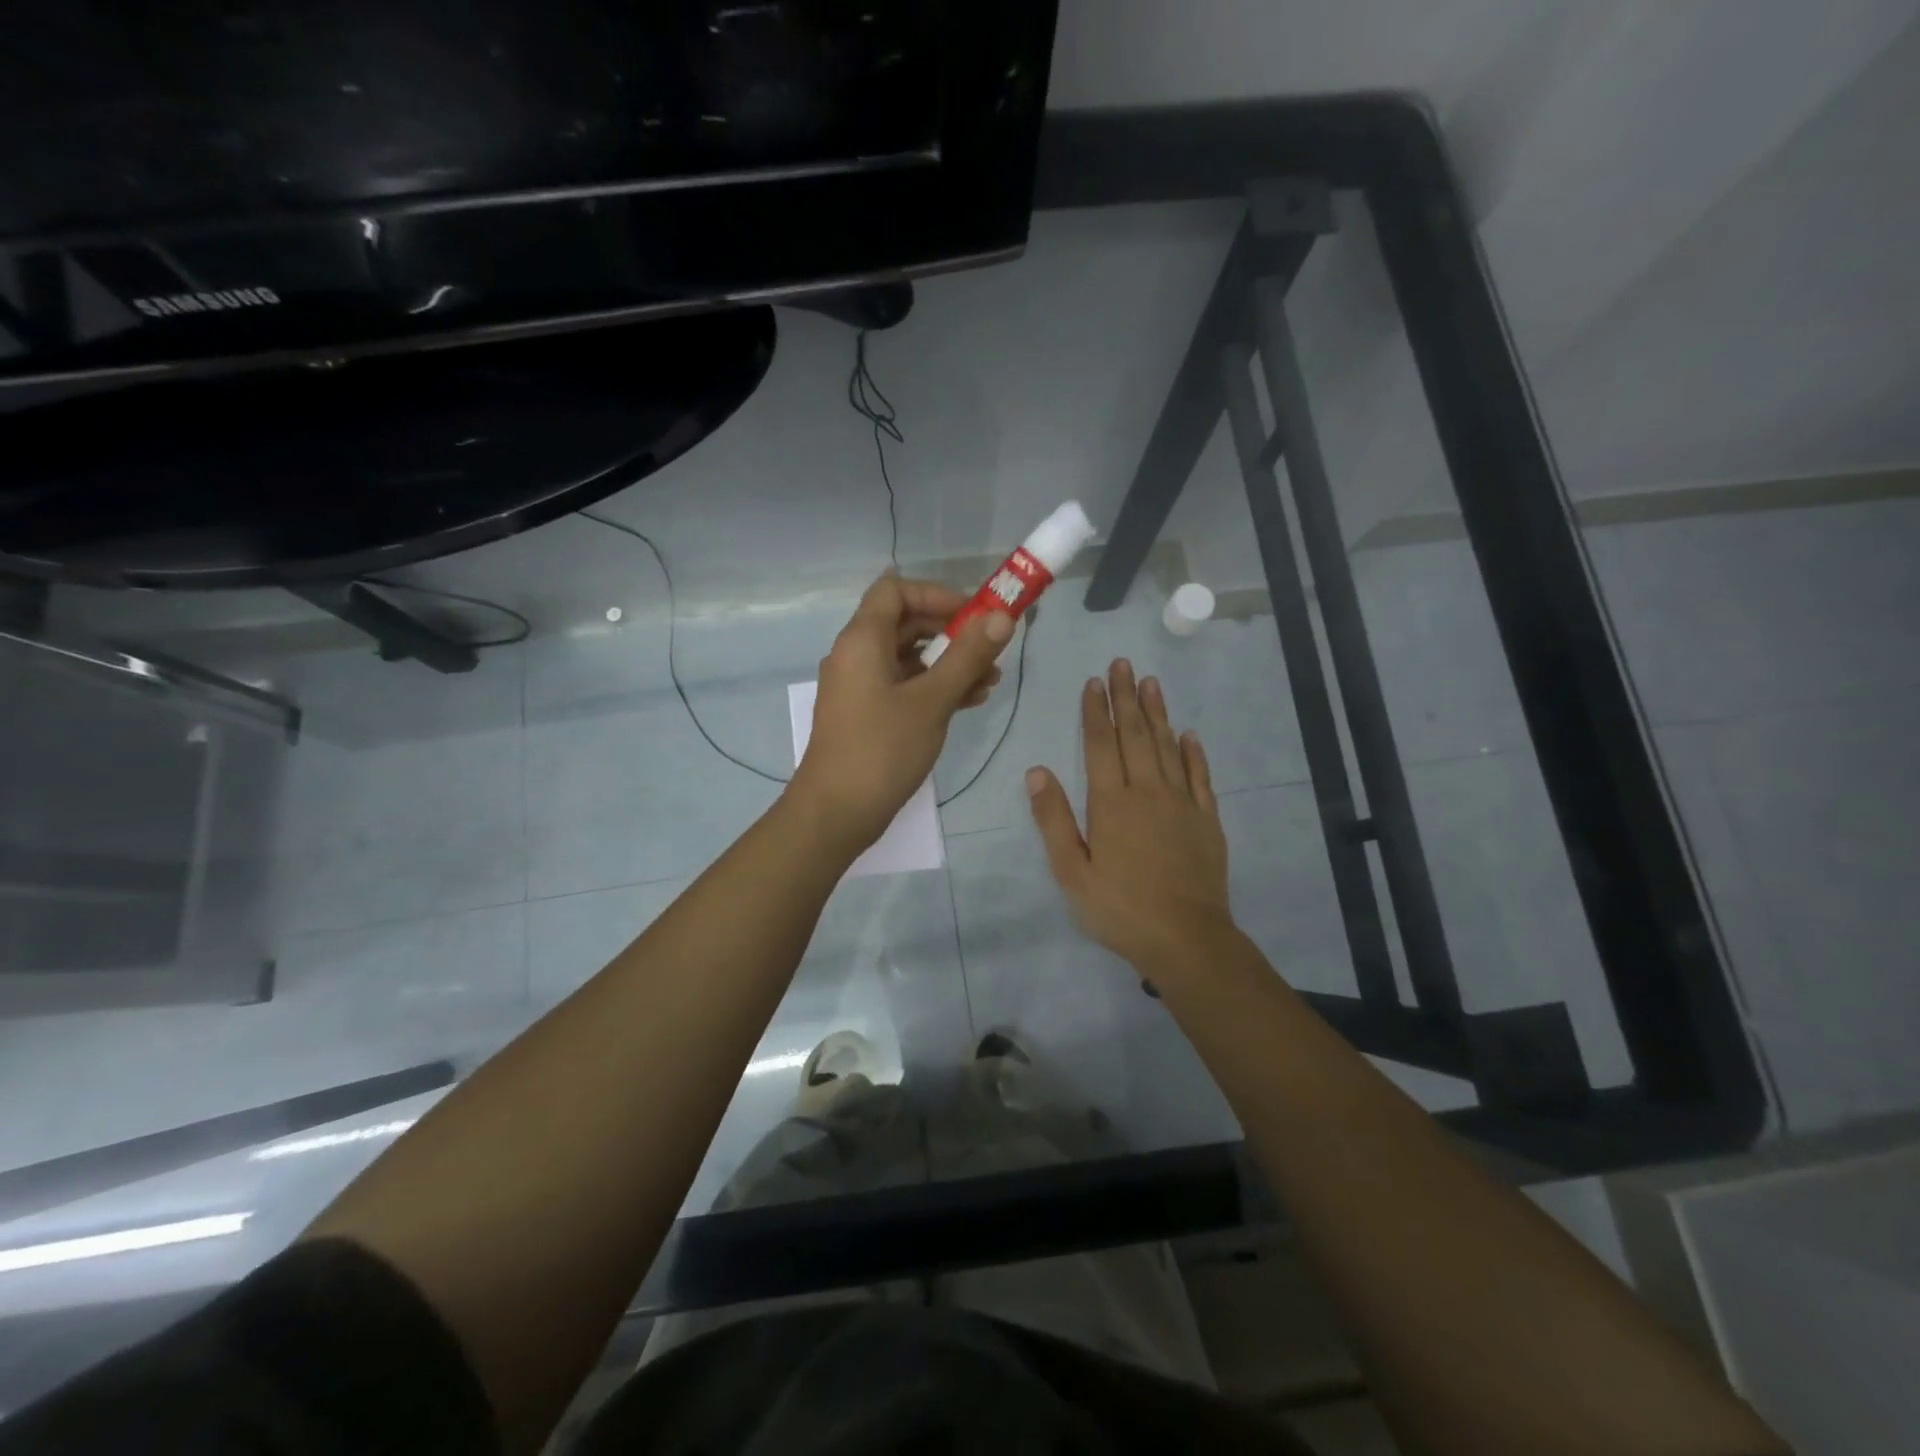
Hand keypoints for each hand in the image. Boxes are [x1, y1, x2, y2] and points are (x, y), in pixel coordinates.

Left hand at [787, 572, 1013, 854]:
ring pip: (908, 657)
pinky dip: (933, 687)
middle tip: (991, 649)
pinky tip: (969, 702)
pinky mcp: (866, 714)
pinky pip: (903, 685)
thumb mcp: (932, 701)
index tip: (975, 614)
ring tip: (991, 682)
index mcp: (862, 640)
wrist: (836, 813)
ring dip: (949, 663)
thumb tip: (1002, 618)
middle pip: (905, 622)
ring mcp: (859, 686)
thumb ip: (968, 657)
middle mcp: (856, 654)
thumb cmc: (882, 750)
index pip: (895, 589)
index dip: (937, 593)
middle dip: (952, 632)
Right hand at [1027, 660, 1235, 974]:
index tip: (1094, 682)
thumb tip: (1037, 771)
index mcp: (1111, 802)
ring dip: (1157, 713)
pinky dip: (1193, 752)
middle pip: (1135, 735)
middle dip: (1126, 698)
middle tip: (1123, 663)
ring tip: (1151, 682)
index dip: (1095, 711)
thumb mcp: (1071, 871)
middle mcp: (1148, 791)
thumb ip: (1053, 819)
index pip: (1101, 745)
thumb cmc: (1120, 908)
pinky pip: (1200, 776)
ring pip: (1167, 747)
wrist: (1186, 938)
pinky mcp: (1207, 819)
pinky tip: (1188, 733)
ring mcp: (1182, 803)